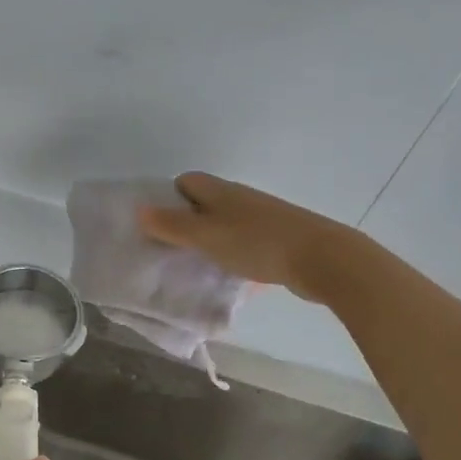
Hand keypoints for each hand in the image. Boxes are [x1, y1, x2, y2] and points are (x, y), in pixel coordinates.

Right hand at [138, 172, 352, 298]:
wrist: (321, 258)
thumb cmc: (257, 243)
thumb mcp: (206, 236)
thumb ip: (171, 225)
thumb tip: (139, 209)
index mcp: (220, 191)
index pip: (185, 182)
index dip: (167, 199)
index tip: (157, 227)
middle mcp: (240, 198)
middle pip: (204, 204)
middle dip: (186, 224)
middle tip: (171, 251)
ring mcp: (262, 218)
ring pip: (225, 225)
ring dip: (210, 242)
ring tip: (197, 266)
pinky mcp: (279, 239)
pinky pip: (245, 243)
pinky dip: (233, 256)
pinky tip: (230, 277)